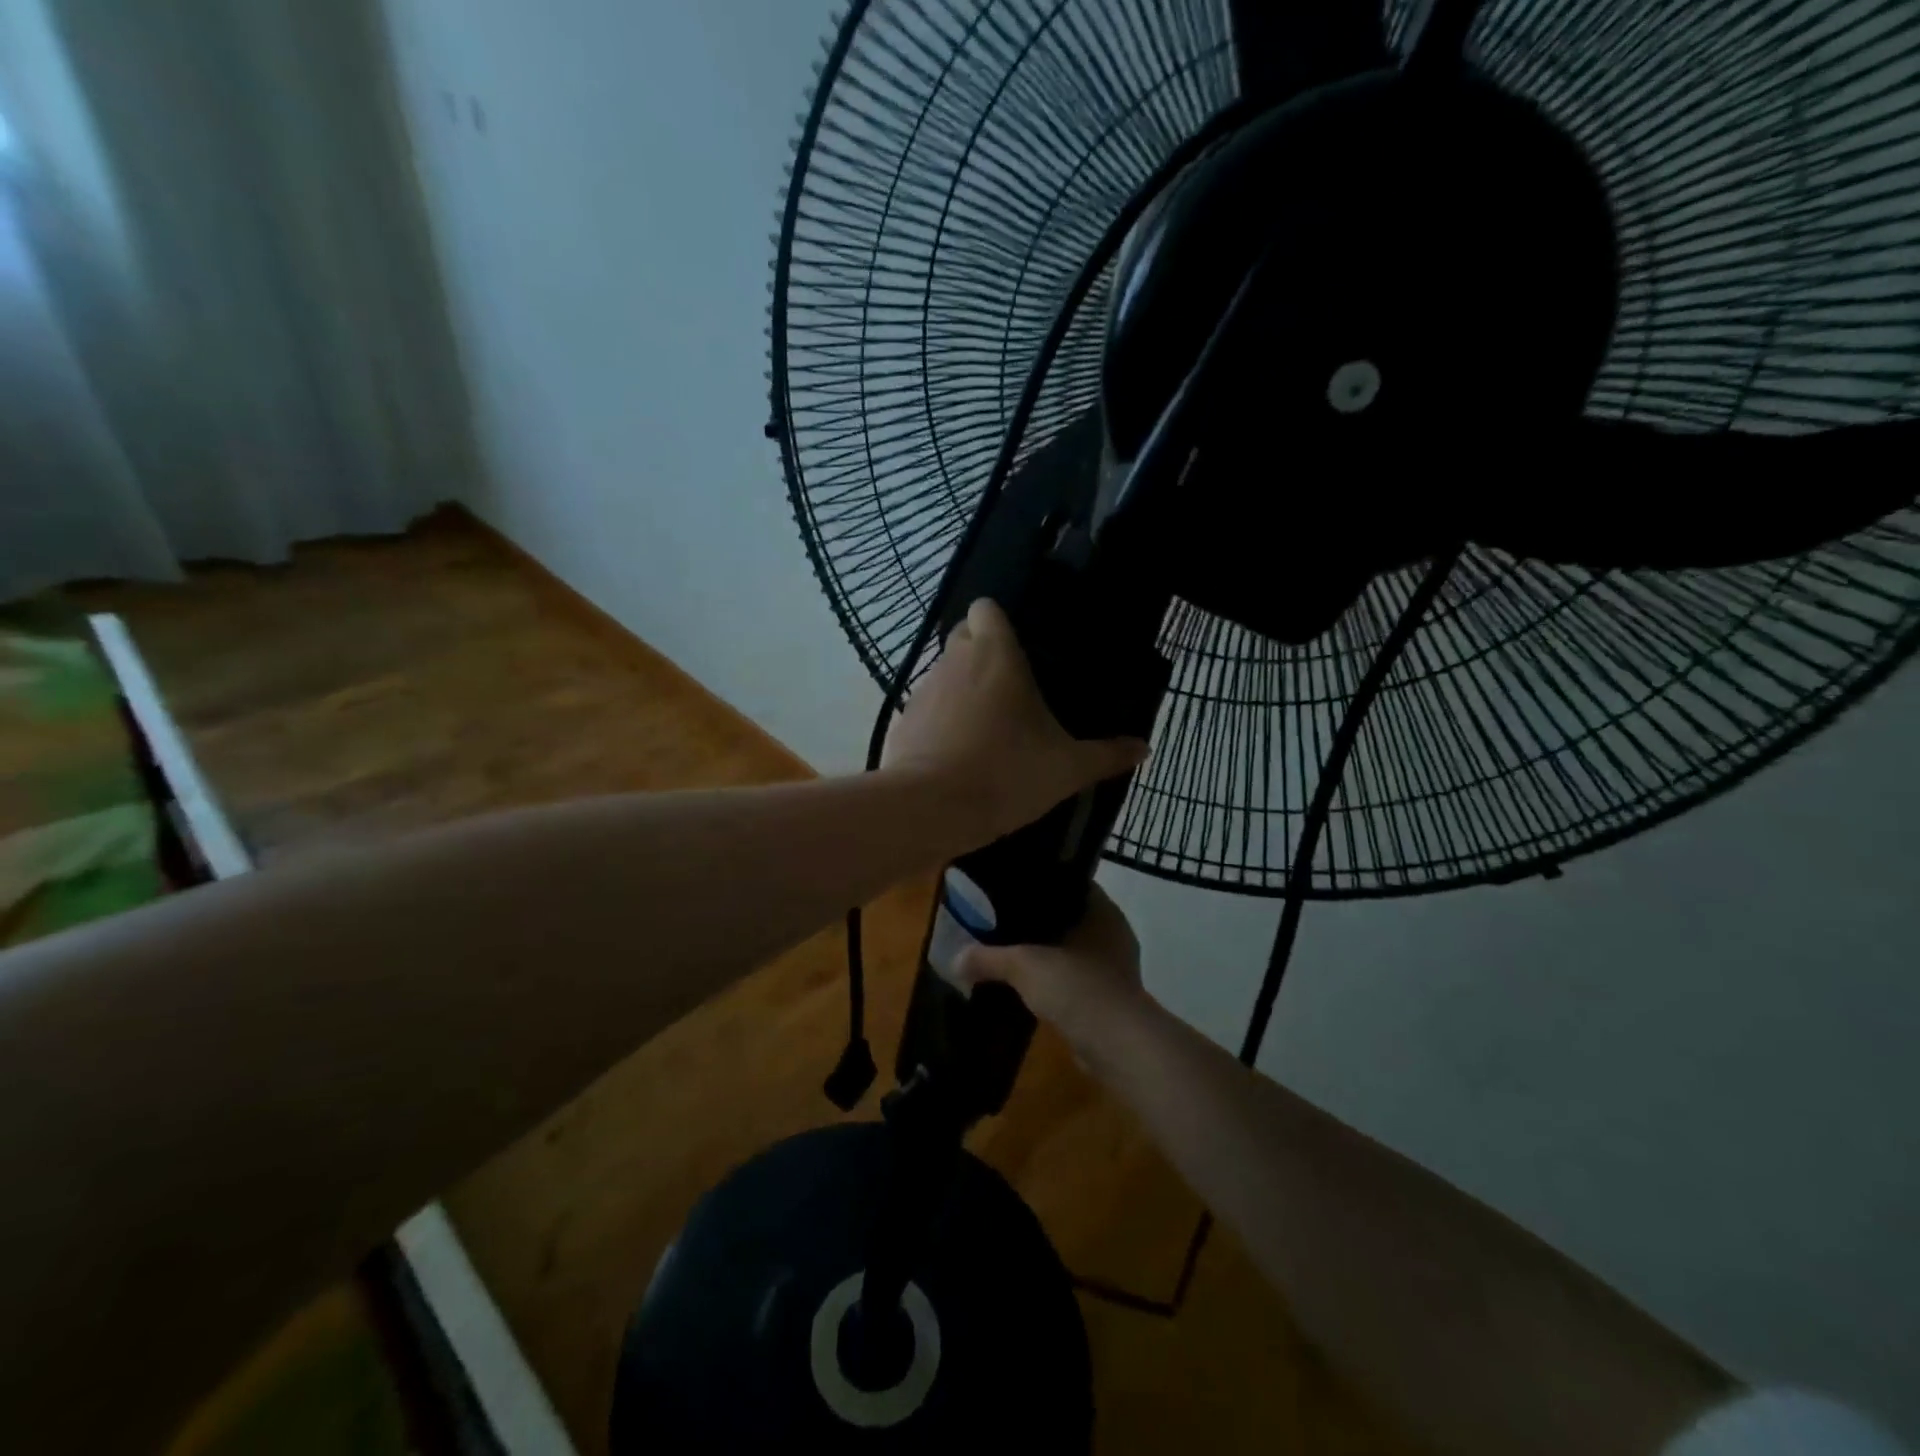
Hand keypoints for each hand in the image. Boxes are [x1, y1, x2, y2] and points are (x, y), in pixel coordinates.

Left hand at [881, 598, 1148, 844]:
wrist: (930, 810)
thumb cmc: (1005, 774)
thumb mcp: (1067, 769)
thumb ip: (1106, 755)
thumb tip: (1144, 747)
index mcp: (995, 655)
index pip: (985, 607)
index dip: (998, 621)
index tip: (1017, 646)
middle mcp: (954, 661)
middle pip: (964, 636)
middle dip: (982, 651)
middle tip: (1009, 688)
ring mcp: (923, 690)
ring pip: (944, 672)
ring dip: (961, 687)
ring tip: (985, 725)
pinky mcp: (902, 721)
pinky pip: (925, 708)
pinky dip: (939, 720)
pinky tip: (954, 752)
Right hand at [953, 884, 1150, 1065]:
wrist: (1116, 1044)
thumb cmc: (1076, 986)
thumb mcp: (1024, 965)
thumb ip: (988, 957)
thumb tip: (955, 959)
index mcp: (1101, 909)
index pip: (1070, 882)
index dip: (1041, 882)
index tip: (1012, 886)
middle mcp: (1112, 931)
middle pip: (1069, 916)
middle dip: (1039, 920)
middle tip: (1002, 919)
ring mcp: (1113, 966)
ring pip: (1072, 949)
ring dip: (1048, 952)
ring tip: (1010, 950)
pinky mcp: (1109, 996)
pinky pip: (1076, 977)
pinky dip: (1056, 980)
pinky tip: (1029, 984)